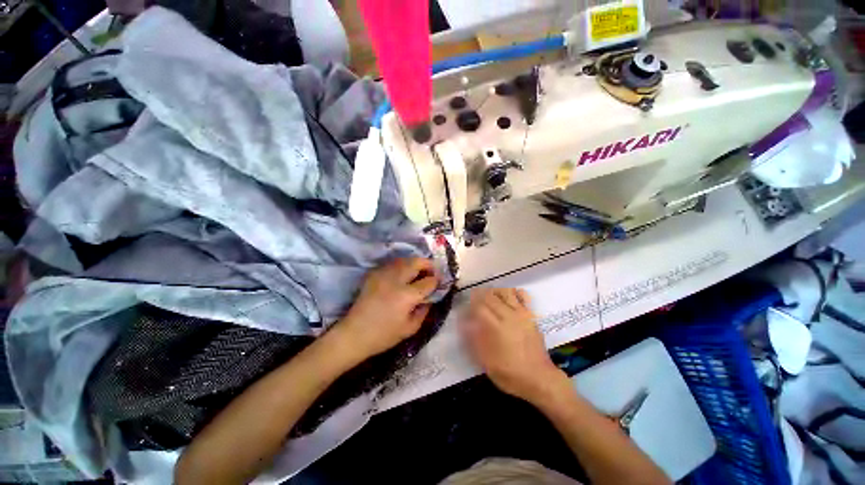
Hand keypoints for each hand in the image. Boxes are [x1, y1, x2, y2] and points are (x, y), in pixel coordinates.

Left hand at [338, 258, 438, 360]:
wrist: (354, 334)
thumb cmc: (384, 335)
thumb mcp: (410, 329)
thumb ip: (424, 311)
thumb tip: (430, 298)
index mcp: (407, 296)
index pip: (428, 281)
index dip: (436, 280)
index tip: (439, 281)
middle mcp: (396, 280)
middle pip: (416, 262)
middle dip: (428, 264)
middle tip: (431, 270)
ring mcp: (383, 275)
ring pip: (404, 260)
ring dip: (414, 263)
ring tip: (418, 271)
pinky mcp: (374, 274)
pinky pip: (392, 264)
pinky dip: (401, 266)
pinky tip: (402, 274)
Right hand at [461, 289, 567, 402]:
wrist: (540, 379)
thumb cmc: (511, 374)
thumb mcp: (487, 362)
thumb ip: (474, 340)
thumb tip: (464, 323)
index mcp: (496, 327)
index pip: (478, 307)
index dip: (469, 306)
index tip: (464, 311)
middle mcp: (508, 316)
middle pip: (490, 296)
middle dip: (478, 295)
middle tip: (472, 302)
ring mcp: (521, 314)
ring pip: (504, 292)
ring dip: (493, 291)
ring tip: (487, 297)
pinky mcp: (530, 315)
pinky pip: (522, 295)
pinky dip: (513, 292)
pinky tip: (507, 297)